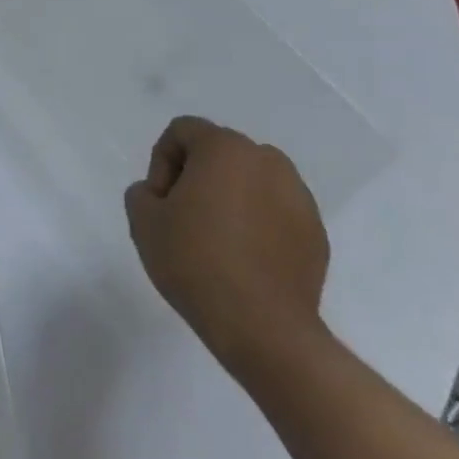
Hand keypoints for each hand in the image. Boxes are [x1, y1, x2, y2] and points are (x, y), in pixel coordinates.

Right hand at [123, 116, 329, 374]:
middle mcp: (268, 161)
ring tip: (215, 240)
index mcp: (225, 149)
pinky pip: (275, 212)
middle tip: (182, 219)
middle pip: (219, 153)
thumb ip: (142, 192)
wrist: (262, 327)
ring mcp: (299, 196)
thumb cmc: (195, 261)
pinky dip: (256, 224)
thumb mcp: (142, 220)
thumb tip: (162, 195)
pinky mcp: (316, 232)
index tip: (161, 202)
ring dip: (229, 199)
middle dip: (196, 177)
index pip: (182, 131)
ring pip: (250, 181)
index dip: (161, 162)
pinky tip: (243, 261)